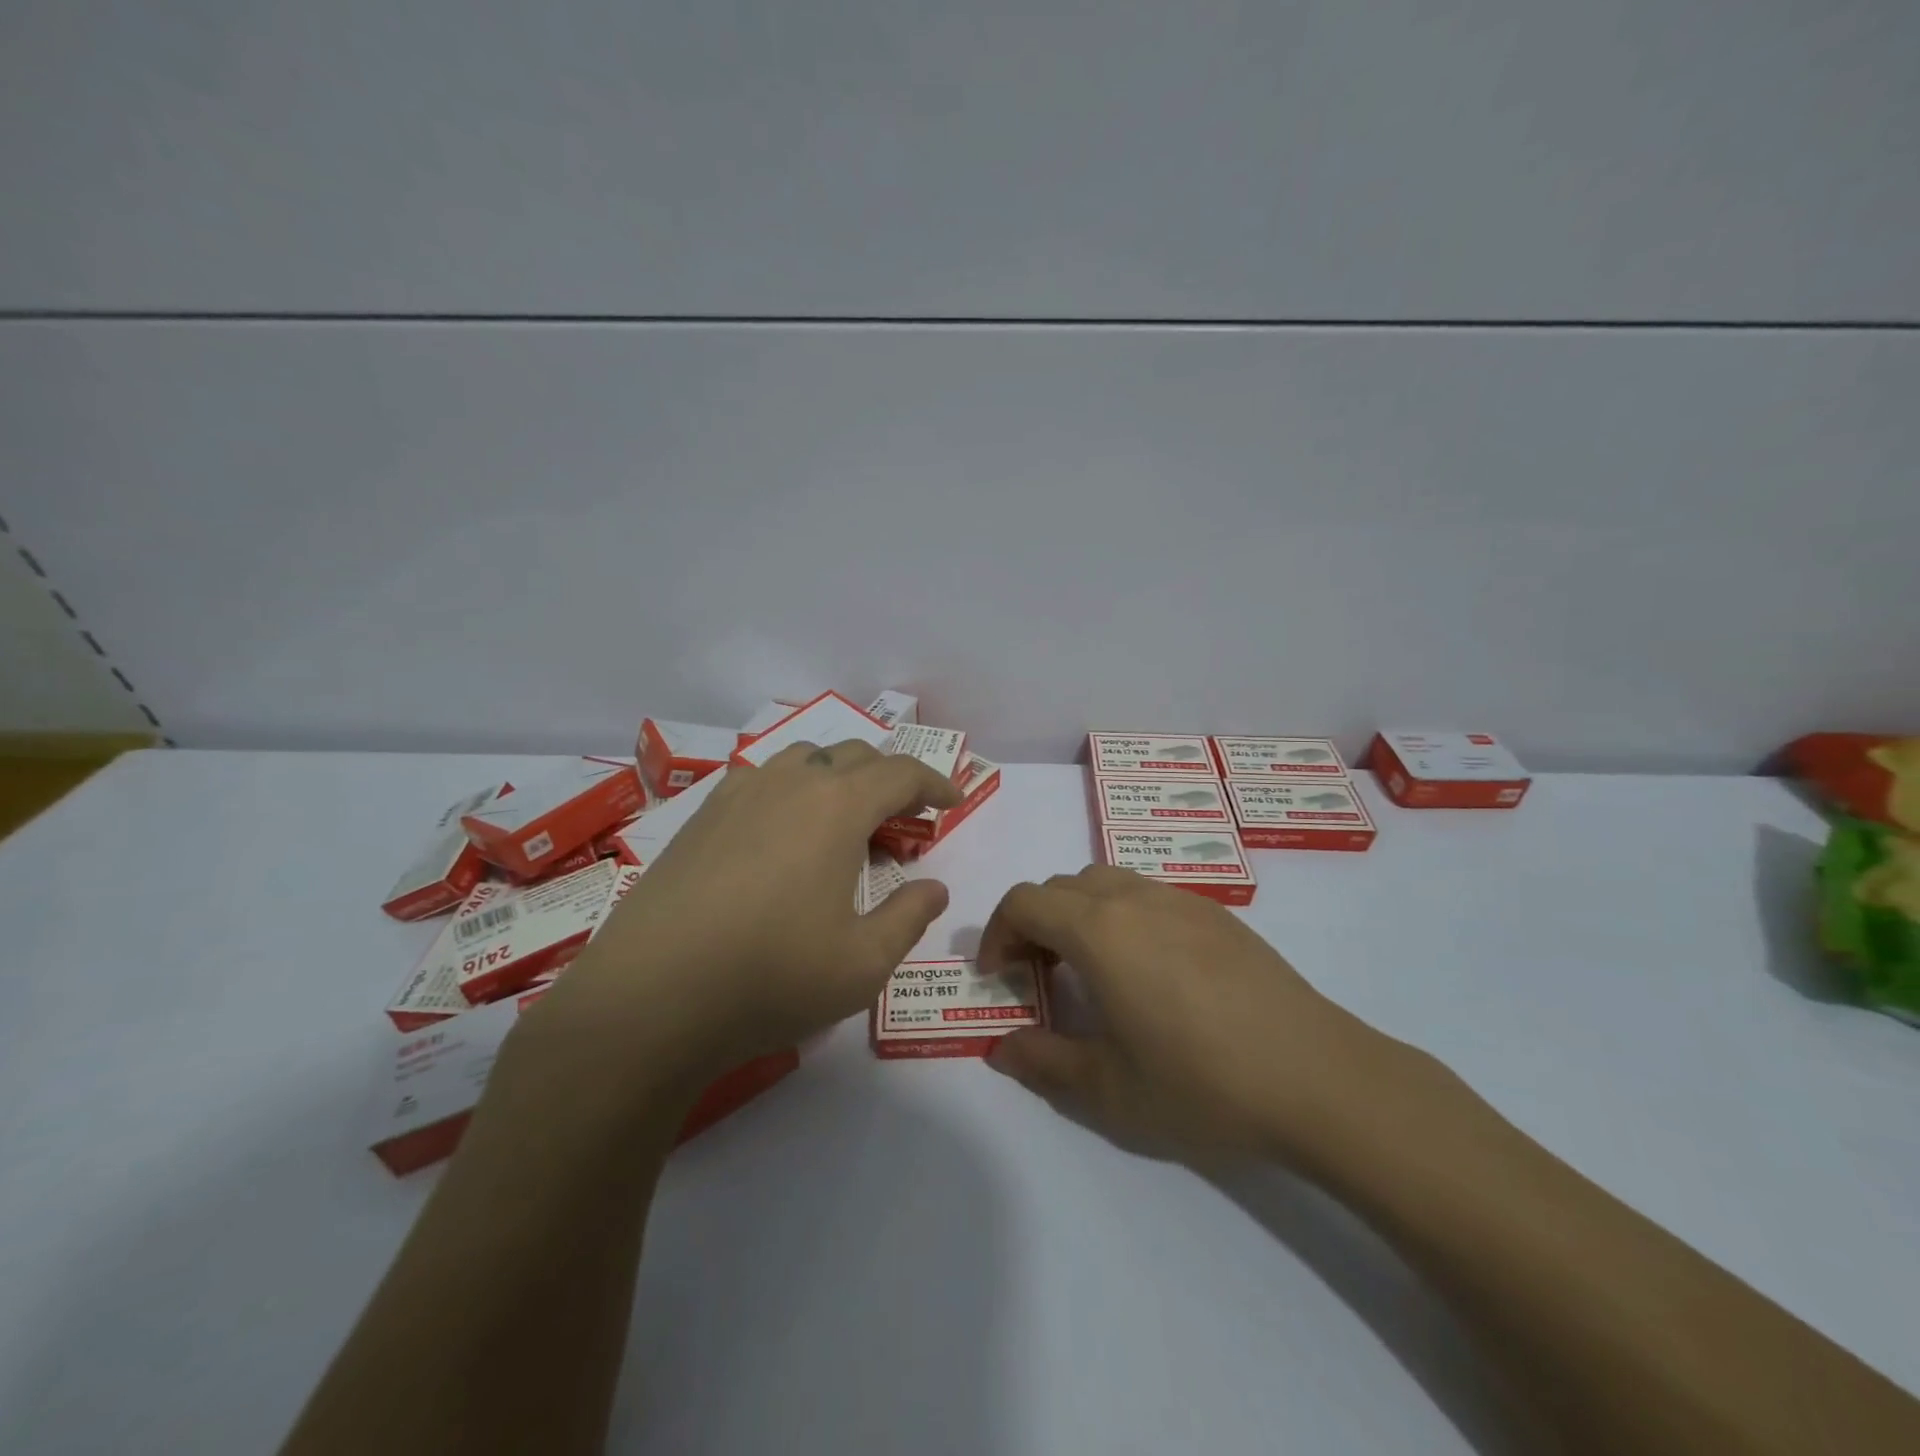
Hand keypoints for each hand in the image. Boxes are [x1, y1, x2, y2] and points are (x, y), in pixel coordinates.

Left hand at [523, 740, 962, 1094]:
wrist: (648, 999)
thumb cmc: (770, 979)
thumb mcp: (862, 963)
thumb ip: (909, 918)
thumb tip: (934, 888)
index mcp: (837, 807)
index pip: (900, 773)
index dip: (934, 784)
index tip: (952, 803)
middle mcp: (790, 783)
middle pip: (854, 756)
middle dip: (889, 780)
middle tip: (903, 825)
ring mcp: (738, 794)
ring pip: (804, 760)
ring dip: (838, 779)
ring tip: (844, 825)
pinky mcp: (700, 816)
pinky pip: (762, 780)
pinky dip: (792, 791)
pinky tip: (783, 836)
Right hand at [980, 866, 1403, 1167]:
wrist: (1319, 1079)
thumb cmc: (1202, 1085)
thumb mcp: (1109, 1090)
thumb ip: (1043, 1062)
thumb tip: (1001, 1048)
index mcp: (1100, 931)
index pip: (1024, 902)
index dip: (998, 933)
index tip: (1000, 977)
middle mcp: (1135, 899)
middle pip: (1061, 887)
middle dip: (1035, 923)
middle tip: (1040, 977)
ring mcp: (1181, 900)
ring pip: (1106, 882)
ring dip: (1078, 914)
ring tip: (1091, 971)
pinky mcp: (1218, 914)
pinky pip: (1147, 895)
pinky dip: (1121, 917)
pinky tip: (1149, 972)